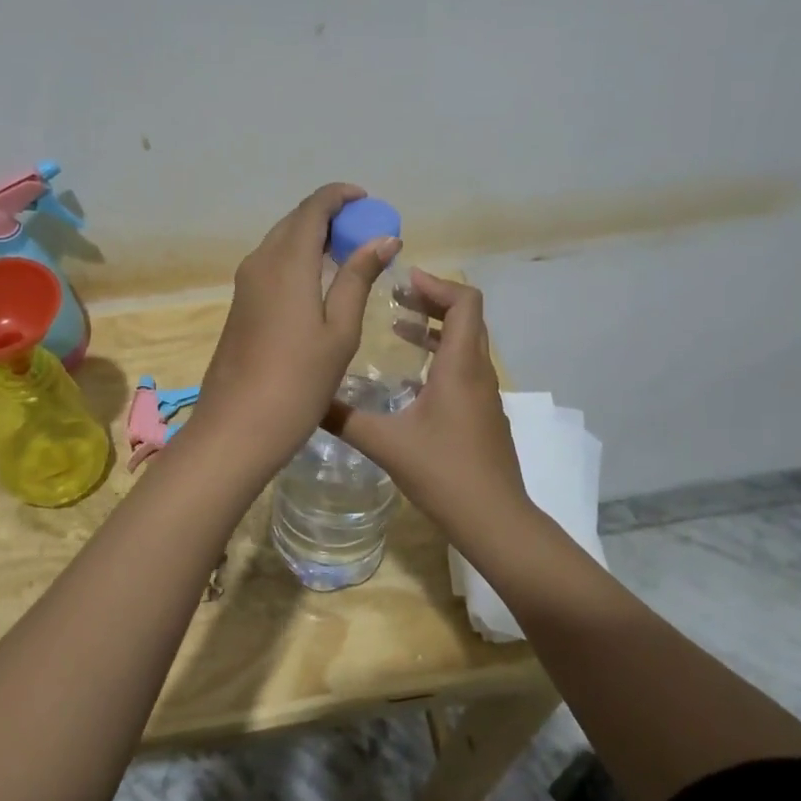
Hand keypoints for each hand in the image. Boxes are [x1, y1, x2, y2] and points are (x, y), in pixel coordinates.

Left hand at [189, 183, 400, 473]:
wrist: (237, 427)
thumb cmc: (298, 381)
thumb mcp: (339, 330)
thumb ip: (358, 278)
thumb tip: (384, 238)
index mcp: (286, 262)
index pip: (312, 208)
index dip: (339, 196)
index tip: (367, 200)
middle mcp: (260, 262)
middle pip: (294, 222)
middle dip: (329, 217)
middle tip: (364, 231)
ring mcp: (245, 284)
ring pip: (281, 242)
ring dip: (312, 238)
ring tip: (348, 254)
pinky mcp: (240, 305)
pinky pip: (272, 264)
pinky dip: (298, 259)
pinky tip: (319, 282)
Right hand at [326, 271, 529, 539]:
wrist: (495, 520)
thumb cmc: (444, 474)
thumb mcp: (386, 444)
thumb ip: (344, 419)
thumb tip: (306, 399)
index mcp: (460, 366)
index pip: (465, 302)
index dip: (437, 284)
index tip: (403, 280)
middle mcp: (478, 372)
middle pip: (466, 317)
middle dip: (432, 300)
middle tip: (395, 297)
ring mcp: (485, 395)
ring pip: (466, 344)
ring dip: (435, 329)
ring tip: (398, 326)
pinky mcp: (484, 415)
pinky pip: (465, 368)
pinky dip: (440, 356)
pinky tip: (410, 378)